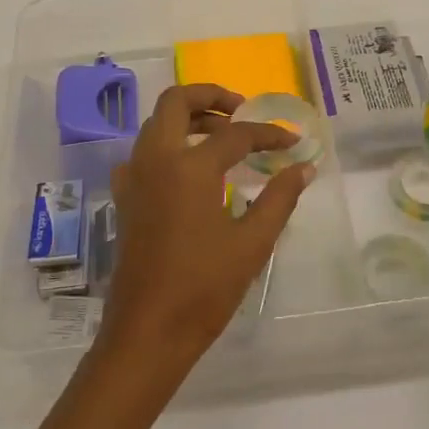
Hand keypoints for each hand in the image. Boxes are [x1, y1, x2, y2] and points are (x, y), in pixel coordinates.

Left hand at [97, 84, 313, 375]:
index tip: (293, 142)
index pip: (235, 134)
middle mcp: (155, 160)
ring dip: (188, 118)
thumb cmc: (203, 289)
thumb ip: (279, 198)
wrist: (147, 332)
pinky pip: (144, 152)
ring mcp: (134, 178)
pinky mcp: (125, 198)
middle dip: (210, 96)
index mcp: (188, 168)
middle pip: (175, 102)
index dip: (268, 134)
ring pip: (156, 123)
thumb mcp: (252, 243)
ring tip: (222, 135)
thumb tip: (303, 167)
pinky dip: (168, 144)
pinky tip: (191, 170)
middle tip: (241, 110)